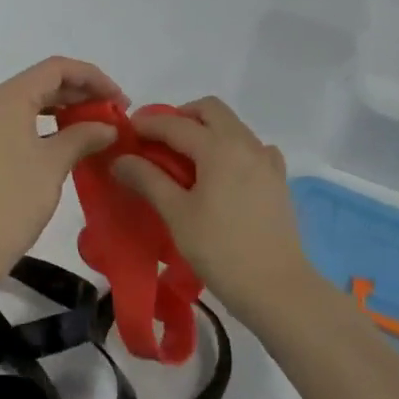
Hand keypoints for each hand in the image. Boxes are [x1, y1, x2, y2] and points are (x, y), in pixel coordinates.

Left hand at [0, 57, 123, 276]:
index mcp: (8, 98)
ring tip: (97, 128)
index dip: (92, 77)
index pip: (56, 68)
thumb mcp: (53, 164)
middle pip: (43, 83)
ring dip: (65, 110)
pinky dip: (47, 127)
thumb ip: (83, 136)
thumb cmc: (10, 199)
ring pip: (31, 104)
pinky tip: (69, 144)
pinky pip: (20, 124)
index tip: (120, 99)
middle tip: (115, 114)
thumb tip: (108, 127)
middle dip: (81, 93)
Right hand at [110, 97, 308, 319]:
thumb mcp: (177, 214)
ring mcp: (266, 160)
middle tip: (158, 141)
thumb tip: (120, 159)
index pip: (175, 123)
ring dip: (206, 130)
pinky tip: (222, 174)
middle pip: (210, 110)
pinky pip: (252, 148)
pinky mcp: (278, 180)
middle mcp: (245, 143)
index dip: (147, 124)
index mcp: (218, 147)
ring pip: (232, 126)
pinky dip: (232, 148)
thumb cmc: (220, 249)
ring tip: (185, 159)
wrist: (277, 288)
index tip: (125, 132)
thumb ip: (148, 179)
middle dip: (181, 117)